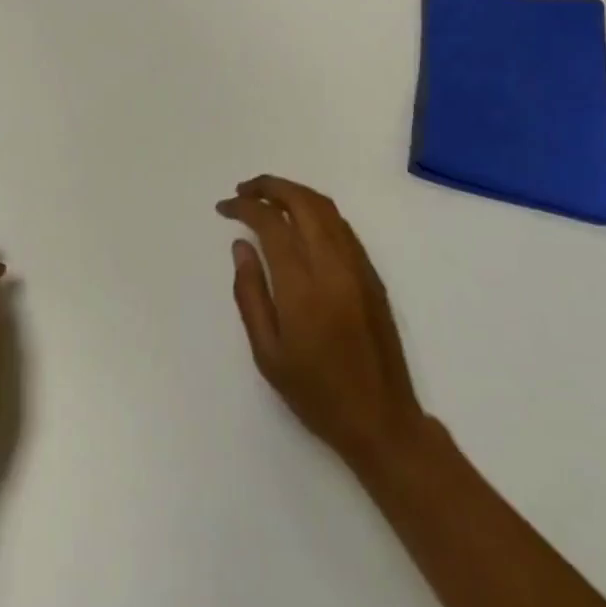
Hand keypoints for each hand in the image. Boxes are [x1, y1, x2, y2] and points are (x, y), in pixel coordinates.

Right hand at [219, 176, 426, 485]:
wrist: (381, 420)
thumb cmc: (315, 392)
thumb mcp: (267, 352)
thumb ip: (249, 293)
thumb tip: (241, 246)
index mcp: (303, 287)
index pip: (271, 224)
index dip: (245, 207)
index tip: (225, 208)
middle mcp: (334, 267)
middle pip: (303, 203)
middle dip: (270, 186)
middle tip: (243, 190)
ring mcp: (358, 268)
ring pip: (327, 209)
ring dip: (294, 193)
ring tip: (266, 199)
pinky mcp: (372, 276)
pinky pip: (342, 227)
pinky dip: (315, 211)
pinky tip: (298, 223)